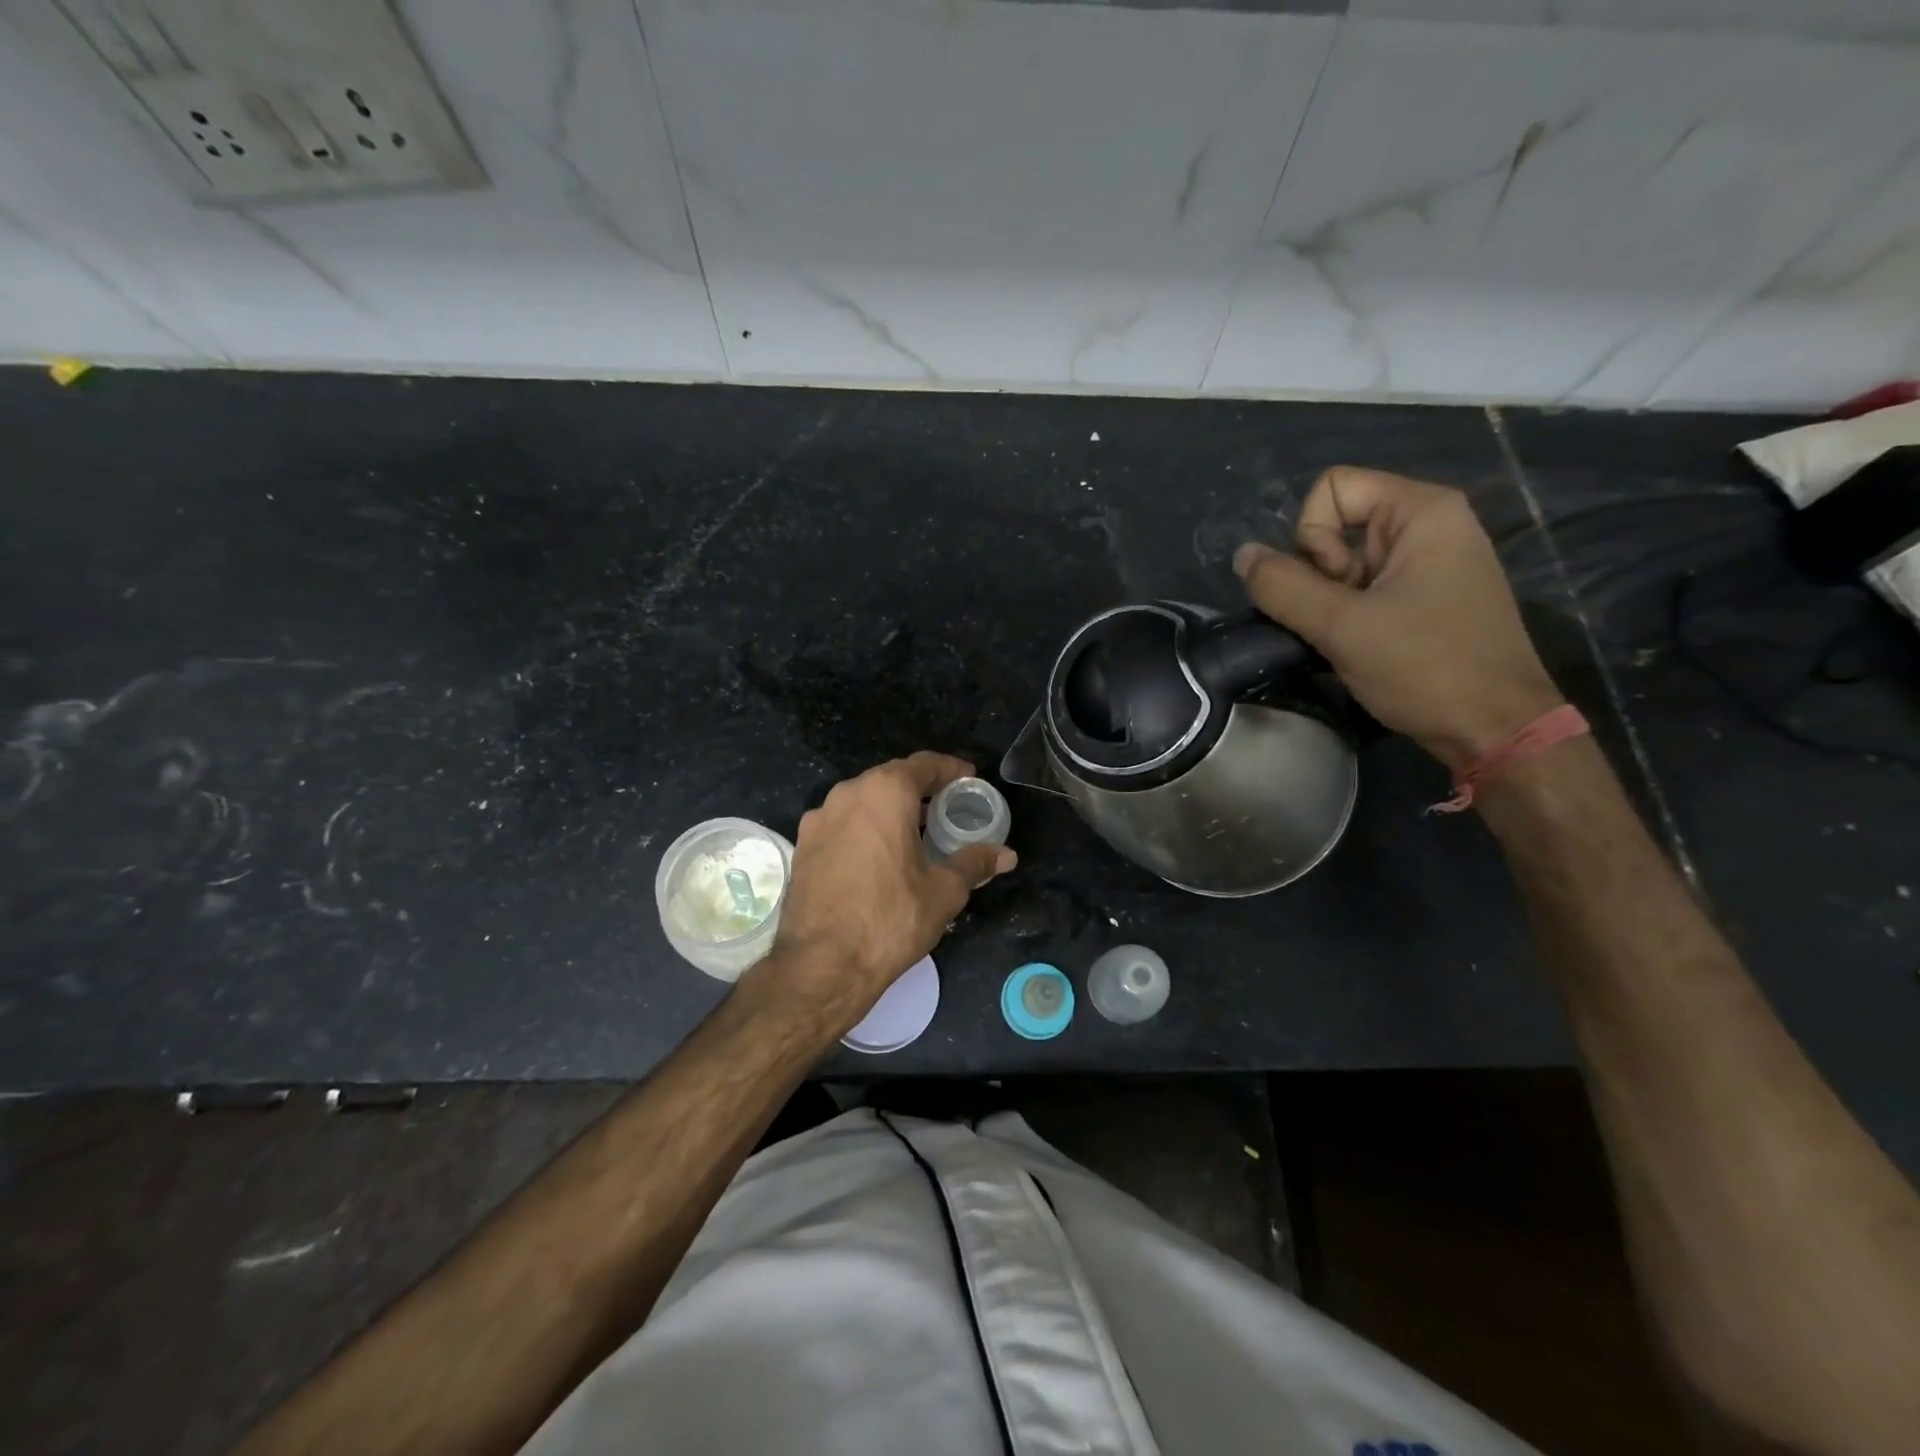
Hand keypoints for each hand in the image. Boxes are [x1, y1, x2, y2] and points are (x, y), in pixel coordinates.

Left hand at [755, 752, 1017, 1031]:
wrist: (821, 964)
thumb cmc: (891, 918)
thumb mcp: (944, 891)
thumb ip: (974, 863)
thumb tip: (1006, 855)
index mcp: (885, 792)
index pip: (924, 764)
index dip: (950, 770)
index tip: (968, 780)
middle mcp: (847, 794)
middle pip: (891, 779)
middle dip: (920, 790)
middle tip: (945, 809)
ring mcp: (818, 819)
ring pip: (862, 801)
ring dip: (889, 809)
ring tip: (913, 834)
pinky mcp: (802, 846)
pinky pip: (842, 824)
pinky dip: (864, 829)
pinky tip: (878, 858)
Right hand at [1234, 466, 1563, 771]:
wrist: (1496, 729)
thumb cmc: (1426, 667)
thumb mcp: (1342, 626)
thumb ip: (1282, 587)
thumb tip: (1242, 555)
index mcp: (1423, 512)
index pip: (1332, 488)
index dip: (1313, 536)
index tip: (1336, 586)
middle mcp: (1430, 525)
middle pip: (1336, 525)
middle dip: (1322, 574)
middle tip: (1345, 618)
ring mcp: (1429, 563)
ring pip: (1344, 562)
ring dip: (1330, 602)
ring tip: (1354, 639)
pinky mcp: (1426, 597)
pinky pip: (1364, 588)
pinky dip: (1348, 615)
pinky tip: (1360, 647)